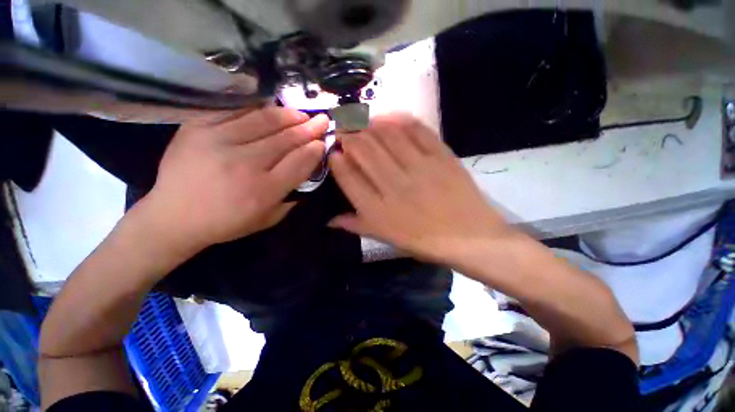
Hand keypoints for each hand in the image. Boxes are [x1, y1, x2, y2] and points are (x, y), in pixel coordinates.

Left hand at [133, 107, 328, 255]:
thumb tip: (306, 169)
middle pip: (285, 139)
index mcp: (263, 191)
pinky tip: (271, 109)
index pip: (299, 162)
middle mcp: (244, 164)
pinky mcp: (197, 128)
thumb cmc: (226, 223)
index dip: (314, 149)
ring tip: (301, 114)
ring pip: (263, 121)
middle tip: (322, 119)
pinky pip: (235, 111)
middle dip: (309, 128)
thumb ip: (291, 196)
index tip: (323, 141)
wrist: (173, 216)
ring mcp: (218, 142)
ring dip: (288, 115)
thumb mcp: (268, 219)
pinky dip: (257, 109)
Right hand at [328, 114, 512, 263]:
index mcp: (378, 211)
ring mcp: (419, 169)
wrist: (470, 237)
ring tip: (362, 121)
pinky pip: (416, 130)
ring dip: (369, 123)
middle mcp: (394, 186)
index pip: (348, 177)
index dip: (336, 161)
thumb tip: (329, 220)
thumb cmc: (424, 241)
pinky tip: (388, 117)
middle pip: (363, 150)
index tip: (334, 153)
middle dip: (348, 135)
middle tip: (343, 130)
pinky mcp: (441, 157)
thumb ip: (356, 226)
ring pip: (386, 135)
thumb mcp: (386, 238)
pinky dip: (398, 119)